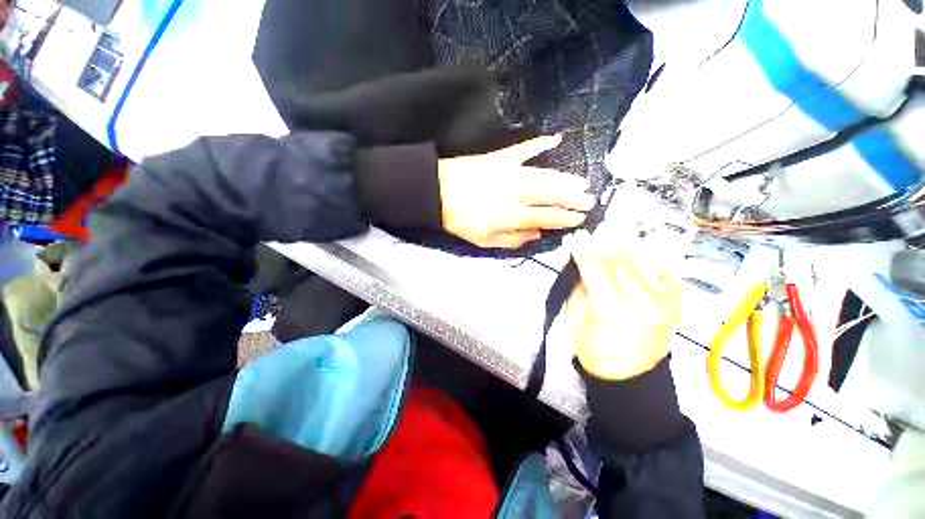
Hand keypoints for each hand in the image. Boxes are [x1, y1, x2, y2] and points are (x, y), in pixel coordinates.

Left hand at [438, 136, 594, 248]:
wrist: (438, 192)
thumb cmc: (460, 220)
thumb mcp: (484, 240)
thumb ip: (512, 239)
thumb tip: (536, 235)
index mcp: (511, 214)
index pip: (546, 216)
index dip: (565, 218)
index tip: (579, 218)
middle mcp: (516, 193)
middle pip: (551, 194)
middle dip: (573, 198)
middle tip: (589, 200)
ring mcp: (510, 172)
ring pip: (545, 175)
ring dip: (566, 178)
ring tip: (581, 181)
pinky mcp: (502, 157)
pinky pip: (525, 148)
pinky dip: (541, 143)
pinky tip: (555, 138)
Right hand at [566, 230, 682, 380]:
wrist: (630, 378)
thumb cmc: (595, 352)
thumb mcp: (575, 321)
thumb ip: (579, 289)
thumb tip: (582, 265)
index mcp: (613, 309)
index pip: (596, 268)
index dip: (583, 250)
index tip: (573, 238)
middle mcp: (643, 301)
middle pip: (619, 260)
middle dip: (599, 246)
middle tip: (587, 240)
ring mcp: (665, 301)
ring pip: (641, 259)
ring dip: (621, 248)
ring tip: (607, 244)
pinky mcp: (676, 303)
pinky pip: (662, 269)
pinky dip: (647, 258)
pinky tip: (633, 254)